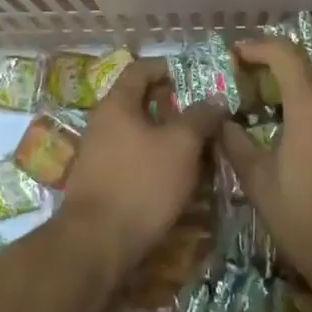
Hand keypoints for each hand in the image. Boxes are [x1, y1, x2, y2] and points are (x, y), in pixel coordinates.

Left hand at [60, 56, 226, 276]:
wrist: (97, 244)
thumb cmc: (141, 183)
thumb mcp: (180, 145)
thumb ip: (200, 117)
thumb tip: (215, 99)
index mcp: (117, 104)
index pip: (140, 69)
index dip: (168, 68)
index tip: (195, 77)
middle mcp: (103, 123)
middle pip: (141, 102)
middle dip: (175, 107)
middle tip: (205, 116)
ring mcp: (99, 154)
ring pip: (140, 134)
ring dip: (169, 138)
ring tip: (201, 149)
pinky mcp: (103, 183)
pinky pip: (134, 160)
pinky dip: (157, 161)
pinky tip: (179, 178)